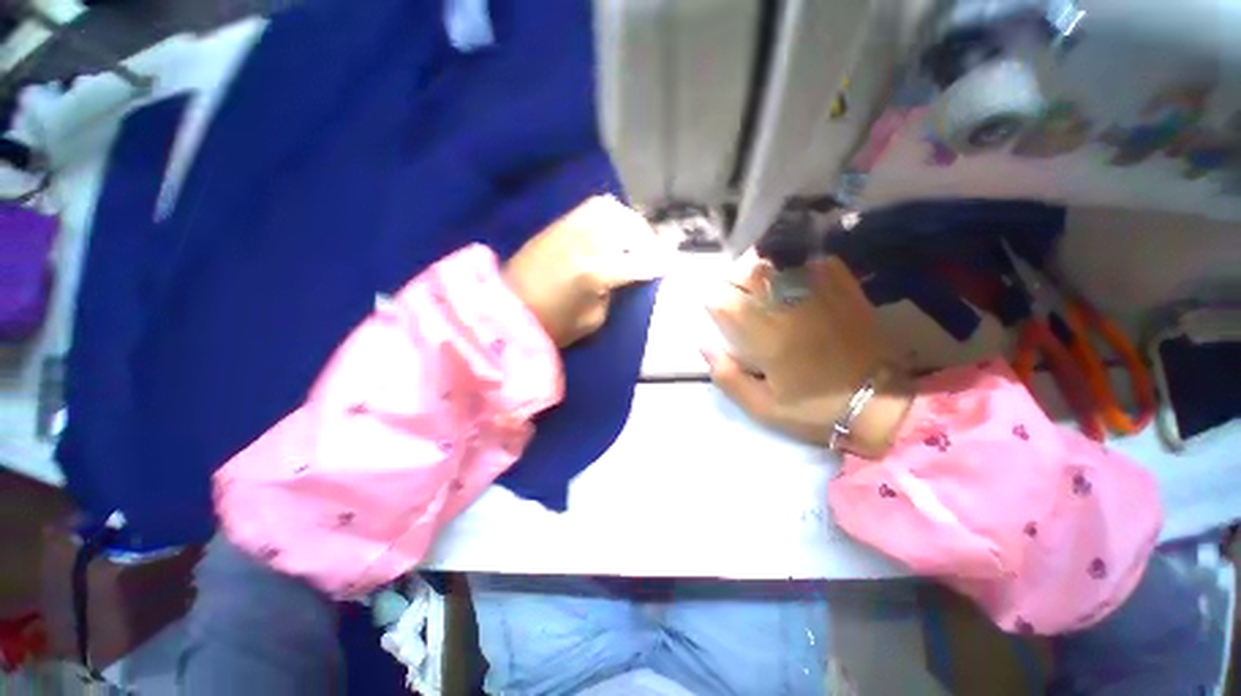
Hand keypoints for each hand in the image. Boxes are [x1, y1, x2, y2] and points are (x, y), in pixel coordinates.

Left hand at [505, 196, 667, 346]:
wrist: (504, 311)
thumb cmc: (550, 326)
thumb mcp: (592, 320)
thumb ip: (612, 293)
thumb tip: (623, 276)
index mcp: (594, 273)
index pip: (637, 262)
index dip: (657, 263)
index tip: (670, 264)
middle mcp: (583, 243)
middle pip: (625, 226)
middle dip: (645, 237)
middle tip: (651, 251)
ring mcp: (567, 229)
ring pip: (608, 209)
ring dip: (627, 221)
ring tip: (632, 237)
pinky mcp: (555, 226)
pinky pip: (588, 208)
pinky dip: (607, 215)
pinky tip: (610, 230)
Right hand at [704, 254, 911, 457]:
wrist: (882, 404)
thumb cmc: (815, 409)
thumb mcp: (762, 407)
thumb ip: (727, 377)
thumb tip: (705, 346)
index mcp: (764, 335)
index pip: (722, 300)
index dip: (715, 305)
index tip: (721, 317)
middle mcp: (787, 306)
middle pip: (746, 271)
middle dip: (735, 282)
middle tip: (741, 300)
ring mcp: (818, 293)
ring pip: (777, 261)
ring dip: (763, 271)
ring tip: (765, 288)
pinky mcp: (844, 289)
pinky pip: (813, 262)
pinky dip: (799, 267)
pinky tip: (797, 283)